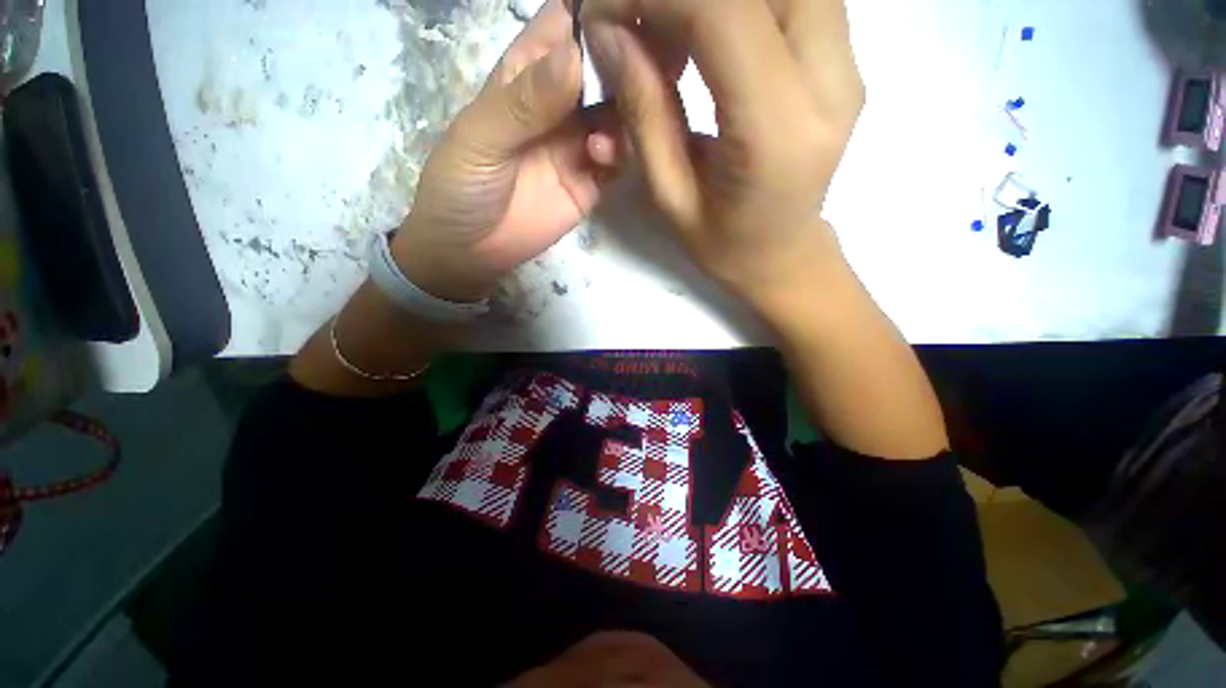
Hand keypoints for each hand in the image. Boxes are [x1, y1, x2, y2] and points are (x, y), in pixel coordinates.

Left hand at [392, 0, 617, 302]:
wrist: (472, 252)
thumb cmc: (460, 188)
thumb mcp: (480, 139)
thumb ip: (524, 102)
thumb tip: (574, 55)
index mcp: (526, 75)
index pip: (564, 25)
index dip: (595, 14)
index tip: (625, 16)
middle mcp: (561, 103)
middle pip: (603, 66)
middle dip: (627, 60)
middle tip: (647, 64)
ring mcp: (579, 143)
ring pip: (620, 112)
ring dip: (627, 111)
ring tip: (606, 132)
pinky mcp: (592, 181)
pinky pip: (619, 158)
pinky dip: (622, 152)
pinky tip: (605, 158)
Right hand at [580, 0, 863, 308]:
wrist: (783, 253)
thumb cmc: (723, 243)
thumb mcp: (670, 196)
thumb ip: (644, 112)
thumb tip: (609, 33)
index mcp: (775, 132)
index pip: (722, 13)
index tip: (605, 11)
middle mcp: (828, 82)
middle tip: (638, 21)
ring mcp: (847, 65)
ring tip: (670, 29)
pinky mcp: (846, 59)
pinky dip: (740, 4)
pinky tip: (707, 31)